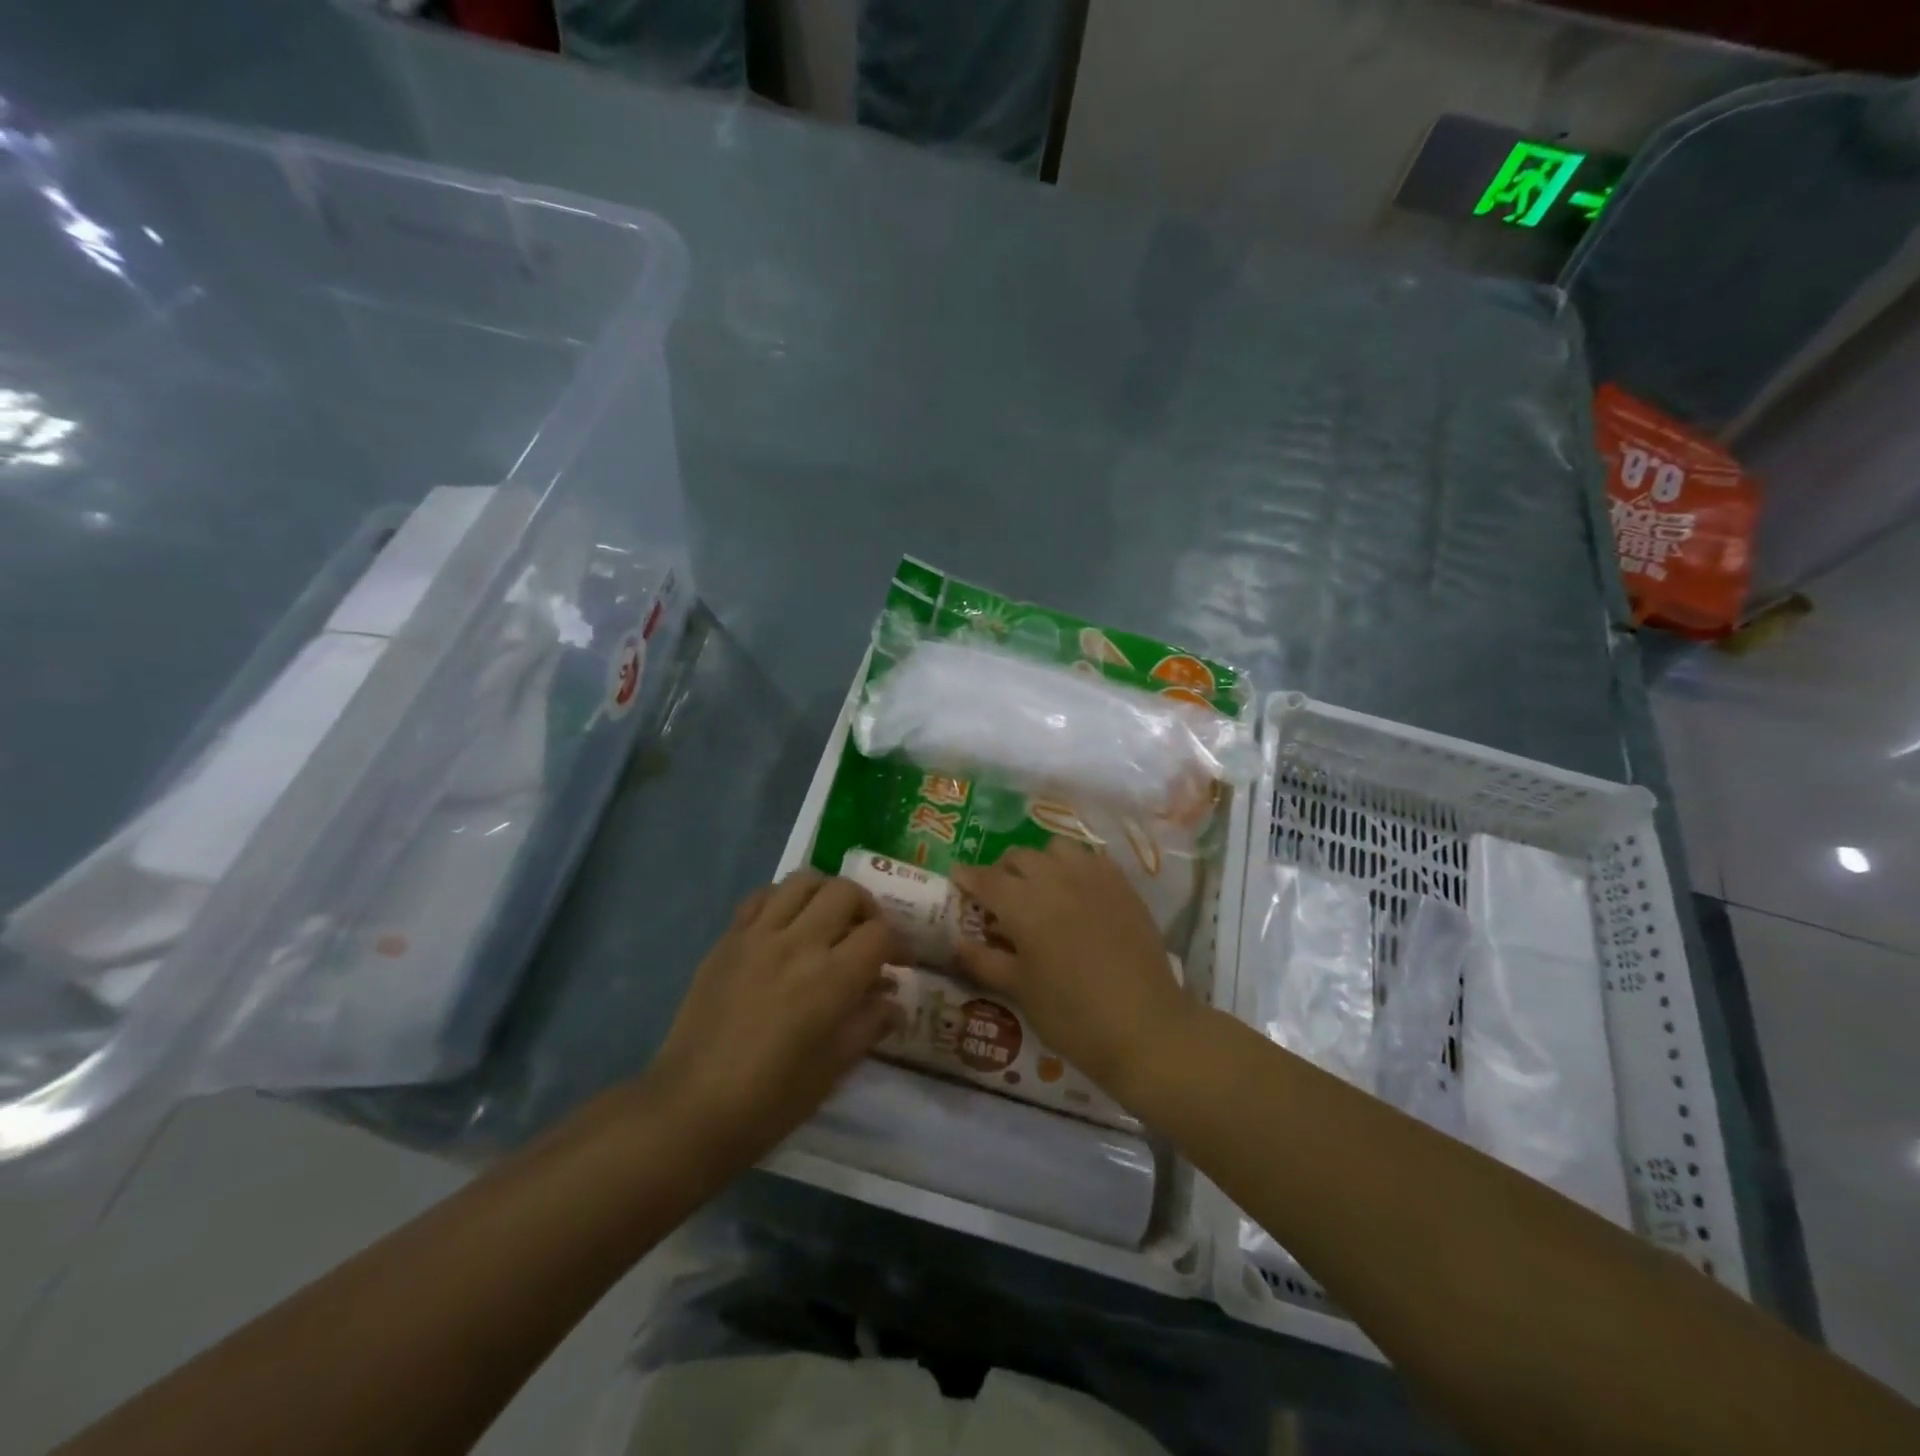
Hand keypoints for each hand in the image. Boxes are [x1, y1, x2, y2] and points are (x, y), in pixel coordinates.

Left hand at [642, 872, 902, 1169]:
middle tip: (867, 936)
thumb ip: (870, 1023)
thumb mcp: (834, 1068)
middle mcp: (797, 943)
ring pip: (803, 881)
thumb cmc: (771, 1100)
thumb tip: (893, 998)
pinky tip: (787, 925)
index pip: (880, 934)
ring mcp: (758, 936)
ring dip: (827, 894)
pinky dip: (784, 900)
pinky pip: (762, 896)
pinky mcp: (728, 939)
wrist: (690, 1109)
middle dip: (868, 909)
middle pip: (846, 892)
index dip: (900, 943)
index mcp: (830, 979)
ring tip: (829, 921)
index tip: (900, 963)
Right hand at [950, 839, 1192, 1102]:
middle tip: (999, 896)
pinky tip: (1077, 892)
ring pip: (1056, 849)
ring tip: (1040, 888)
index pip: (986, 878)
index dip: (967, 877)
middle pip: (1019, 856)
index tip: (957, 879)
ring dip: (1040, 862)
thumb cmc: (1072, 1015)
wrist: (1145, 1026)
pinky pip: (1091, 859)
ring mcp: (1093, 877)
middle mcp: (1055, 878)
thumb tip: (956, 944)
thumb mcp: (1019, 990)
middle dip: (1002, 870)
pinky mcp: (1123, 885)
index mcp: (1023, 903)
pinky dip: (1075, 867)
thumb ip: (984, 961)